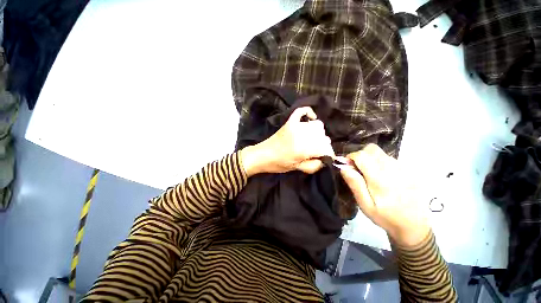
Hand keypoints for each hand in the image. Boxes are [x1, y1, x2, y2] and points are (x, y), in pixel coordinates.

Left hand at [241, 107, 334, 175]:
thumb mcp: (297, 169)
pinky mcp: (290, 121)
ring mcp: (295, 126)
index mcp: (303, 149)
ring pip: (317, 125)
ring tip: (312, 140)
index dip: (328, 154)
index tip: (326, 158)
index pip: (325, 147)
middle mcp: (302, 135)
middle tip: (316, 151)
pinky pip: (302, 111)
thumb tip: (325, 159)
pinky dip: (309, 113)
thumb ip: (314, 165)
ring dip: (318, 133)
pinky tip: (310, 119)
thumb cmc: (278, 164)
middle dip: (323, 145)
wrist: (262, 155)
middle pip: (323, 136)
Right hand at [339, 144, 429, 246]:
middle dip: (360, 155)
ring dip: (370, 159)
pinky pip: (389, 158)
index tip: (347, 166)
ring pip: (380, 153)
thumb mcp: (365, 205)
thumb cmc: (385, 217)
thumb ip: (355, 184)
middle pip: (371, 149)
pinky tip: (382, 177)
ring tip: (370, 175)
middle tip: (358, 169)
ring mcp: (402, 168)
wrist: (414, 225)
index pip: (361, 155)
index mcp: (379, 179)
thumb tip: (343, 167)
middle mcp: (392, 169)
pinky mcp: (408, 170)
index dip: (350, 157)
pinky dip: (380, 162)